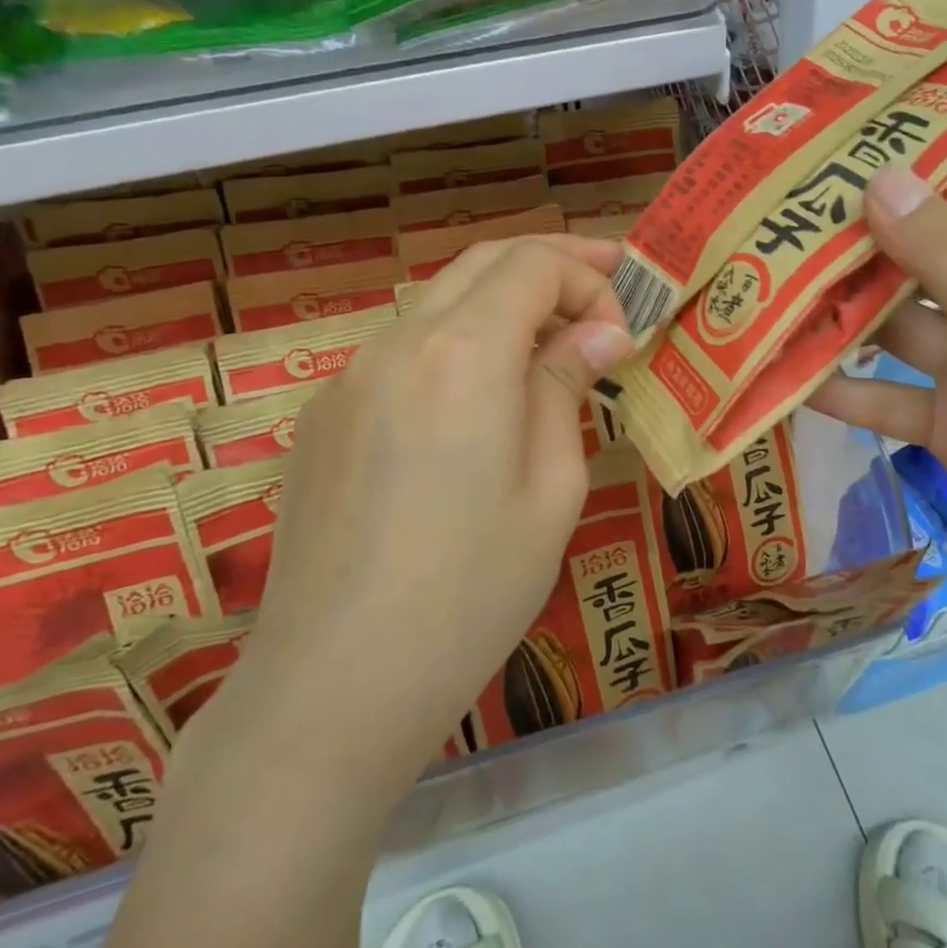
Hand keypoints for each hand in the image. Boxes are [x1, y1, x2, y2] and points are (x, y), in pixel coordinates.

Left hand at [223, 235, 633, 779]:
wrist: (333, 686)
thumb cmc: (470, 595)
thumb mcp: (551, 491)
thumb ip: (564, 389)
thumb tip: (598, 333)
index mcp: (461, 354)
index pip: (533, 263)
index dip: (589, 278)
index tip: (622, 334)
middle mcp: (396, 343)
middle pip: (482, 262)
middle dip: (552, 264)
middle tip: (607, 286)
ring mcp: (347, 378)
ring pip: (439, 302)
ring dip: (502, 304)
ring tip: (552, 345)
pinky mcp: (324, 416)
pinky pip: (402, 352)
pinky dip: (456, 346)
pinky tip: (477, 405)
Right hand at [807, 170, 946, 658]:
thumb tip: (881, 178)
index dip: (908, 171)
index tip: (829, 151)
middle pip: (921, 265)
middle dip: (855, 247)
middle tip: (771, 222)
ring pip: (894, 333)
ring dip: (836, 320)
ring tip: (759, 296)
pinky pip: (885, 399)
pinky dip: (841, 390)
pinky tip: (783, 381)